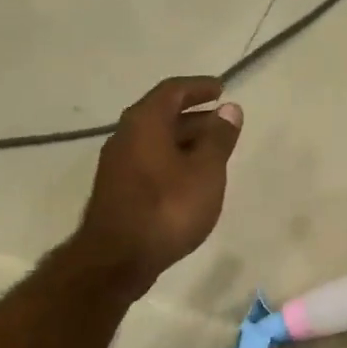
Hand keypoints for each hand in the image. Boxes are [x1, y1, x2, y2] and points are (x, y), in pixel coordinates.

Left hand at [73, 76, 242, 294]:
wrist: (117, 259)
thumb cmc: (168, 208)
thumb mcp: (206, 171)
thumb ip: (219, 138)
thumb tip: (229, 109)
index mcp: (145, 122)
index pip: (173, 91)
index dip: (199, 88)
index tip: (221, 89)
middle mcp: (125, 136)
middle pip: (162, 115)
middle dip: (195, 116)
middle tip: (223, 124)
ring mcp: (117, 165)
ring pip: (156, 141)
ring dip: (184, 141)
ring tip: (212, 154)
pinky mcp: (117, 190)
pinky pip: (149, 162)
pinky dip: (172, 161)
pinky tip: (189, 180)